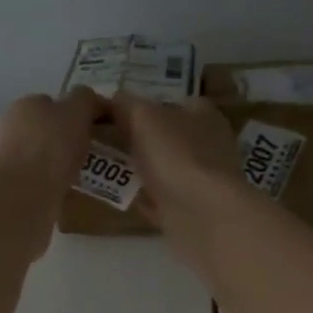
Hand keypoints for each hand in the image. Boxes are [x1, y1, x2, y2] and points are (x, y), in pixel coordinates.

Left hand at [0, 88, 103, 258]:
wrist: (20, 197)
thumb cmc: (50, 146)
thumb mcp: (76, 111)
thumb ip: (85, 100)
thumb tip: (89, 100)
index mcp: (25, 104)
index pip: (56, 103)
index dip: (80, 113)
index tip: (101, 130)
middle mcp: (11, 127)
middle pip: (49, 130)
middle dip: (70, 140)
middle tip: (96, 155)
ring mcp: (7, 159)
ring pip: (44, 157)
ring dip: (63, 164)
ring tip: (88, 177)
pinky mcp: (10, 188)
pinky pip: (40, 182)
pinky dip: (55, 185)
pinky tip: (70, 194)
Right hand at [109, 90, 250, 237]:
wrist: (202, 214)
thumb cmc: (177, 154)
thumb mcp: (144, 116)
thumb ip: (127, 104)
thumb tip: (114, 98)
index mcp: (204, 115)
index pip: (177, 101)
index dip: (148, 102)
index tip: (117, 110)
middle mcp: (208, 145)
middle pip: (169, 136)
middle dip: (140, 138)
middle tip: (104, 138)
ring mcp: (201, 181)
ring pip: (165, 169)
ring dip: (141, 169)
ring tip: (105, 165)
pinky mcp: (191, 211)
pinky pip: (161, 200)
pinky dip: (144, 198)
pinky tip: (121, 196)